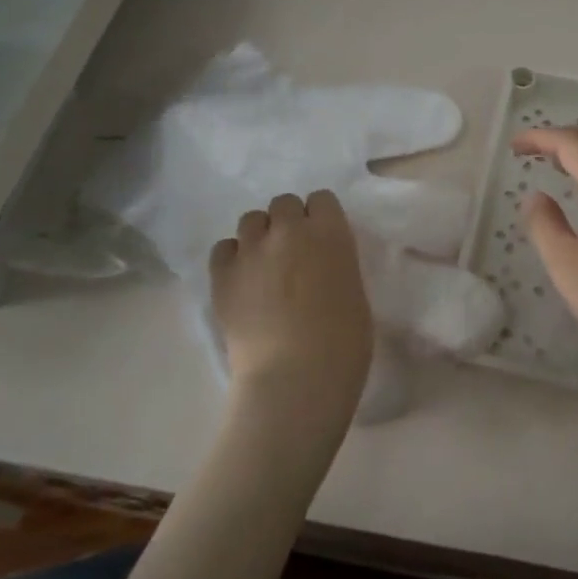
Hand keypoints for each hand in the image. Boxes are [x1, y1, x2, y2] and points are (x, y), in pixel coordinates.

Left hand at [209, 191, 373, 427]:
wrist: (295, 379)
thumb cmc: (343, 345)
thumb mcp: (354, 293)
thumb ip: (336, 265)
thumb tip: (320, 265)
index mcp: (330, 234)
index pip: (322, 199)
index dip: (320, 217)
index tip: (321, 239)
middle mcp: (289, 231)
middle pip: (283, 203)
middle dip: (288, 222)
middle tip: (292, 253)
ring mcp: (252, 250)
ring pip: (251, 220)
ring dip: (260, 236)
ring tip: (263, 265)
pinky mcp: (222, 274)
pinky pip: (223, 247)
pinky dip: (233, 257)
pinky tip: (242, 280)